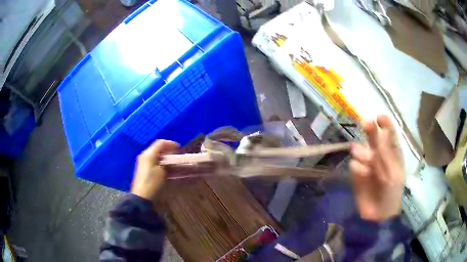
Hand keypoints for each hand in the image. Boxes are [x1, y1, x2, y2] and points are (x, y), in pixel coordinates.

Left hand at [131, 140, 179, 201]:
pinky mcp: (143, 168)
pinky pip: (153, 160)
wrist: (141, 195)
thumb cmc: (152, 182)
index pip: (160, 143)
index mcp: (149, 153)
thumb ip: (167, 163)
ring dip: (165, 156)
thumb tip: (171, 160)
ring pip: (155, 154)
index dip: (171, 144)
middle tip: (177, 154)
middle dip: (168, 150)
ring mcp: (143, 162)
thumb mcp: (162, 172)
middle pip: (157, 148)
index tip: (179, 148)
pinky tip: (166, 167)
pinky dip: (161, 161)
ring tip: (173, 161)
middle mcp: (145, 155)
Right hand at [349, 115, 404, 220]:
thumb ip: (387, 154)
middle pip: (373, 137)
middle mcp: (379, 155)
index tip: (379, 117)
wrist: (377, 215)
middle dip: (370, 129)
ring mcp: (367, 164)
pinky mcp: (356, 174)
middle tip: (366, 124)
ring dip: (363, 153)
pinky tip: (363, 176)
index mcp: (392, 154)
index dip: (385, 124)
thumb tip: (379, 133)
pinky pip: (355, 165)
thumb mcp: (394, 174)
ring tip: (367, 162)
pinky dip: (359, 169)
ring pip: (361, 150)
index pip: (389, 134)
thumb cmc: (392, 193)